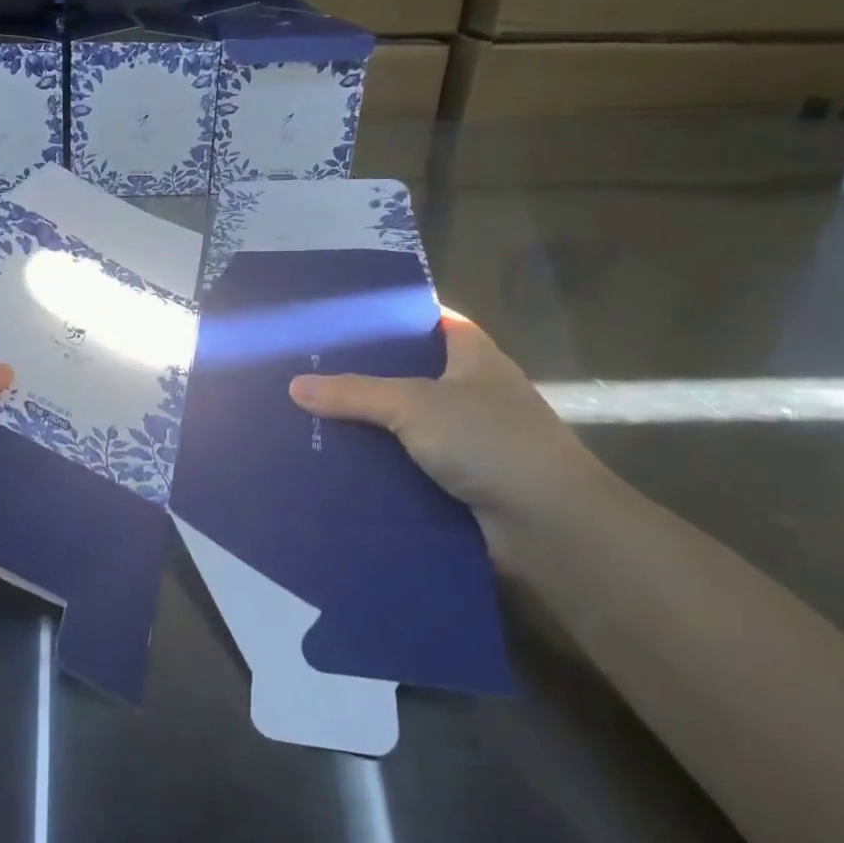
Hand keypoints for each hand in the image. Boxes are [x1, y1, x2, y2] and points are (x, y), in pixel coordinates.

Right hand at [286, 311, 603, 545]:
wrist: (548, 526)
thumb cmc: (489, 441)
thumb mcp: (414, 404)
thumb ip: (355, 393)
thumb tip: (295, 385)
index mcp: (474, 357)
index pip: (432, 321)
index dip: (394, 316)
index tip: (345, 318)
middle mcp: (472, 393)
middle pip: (411, 374)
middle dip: (365, 375)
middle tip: (309, 369)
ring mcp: (467, 439)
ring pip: (405, 423)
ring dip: (368, 425)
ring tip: (309, 416)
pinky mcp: (458, 481)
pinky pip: (407, 463)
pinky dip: (378, 465)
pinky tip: (336, 463)